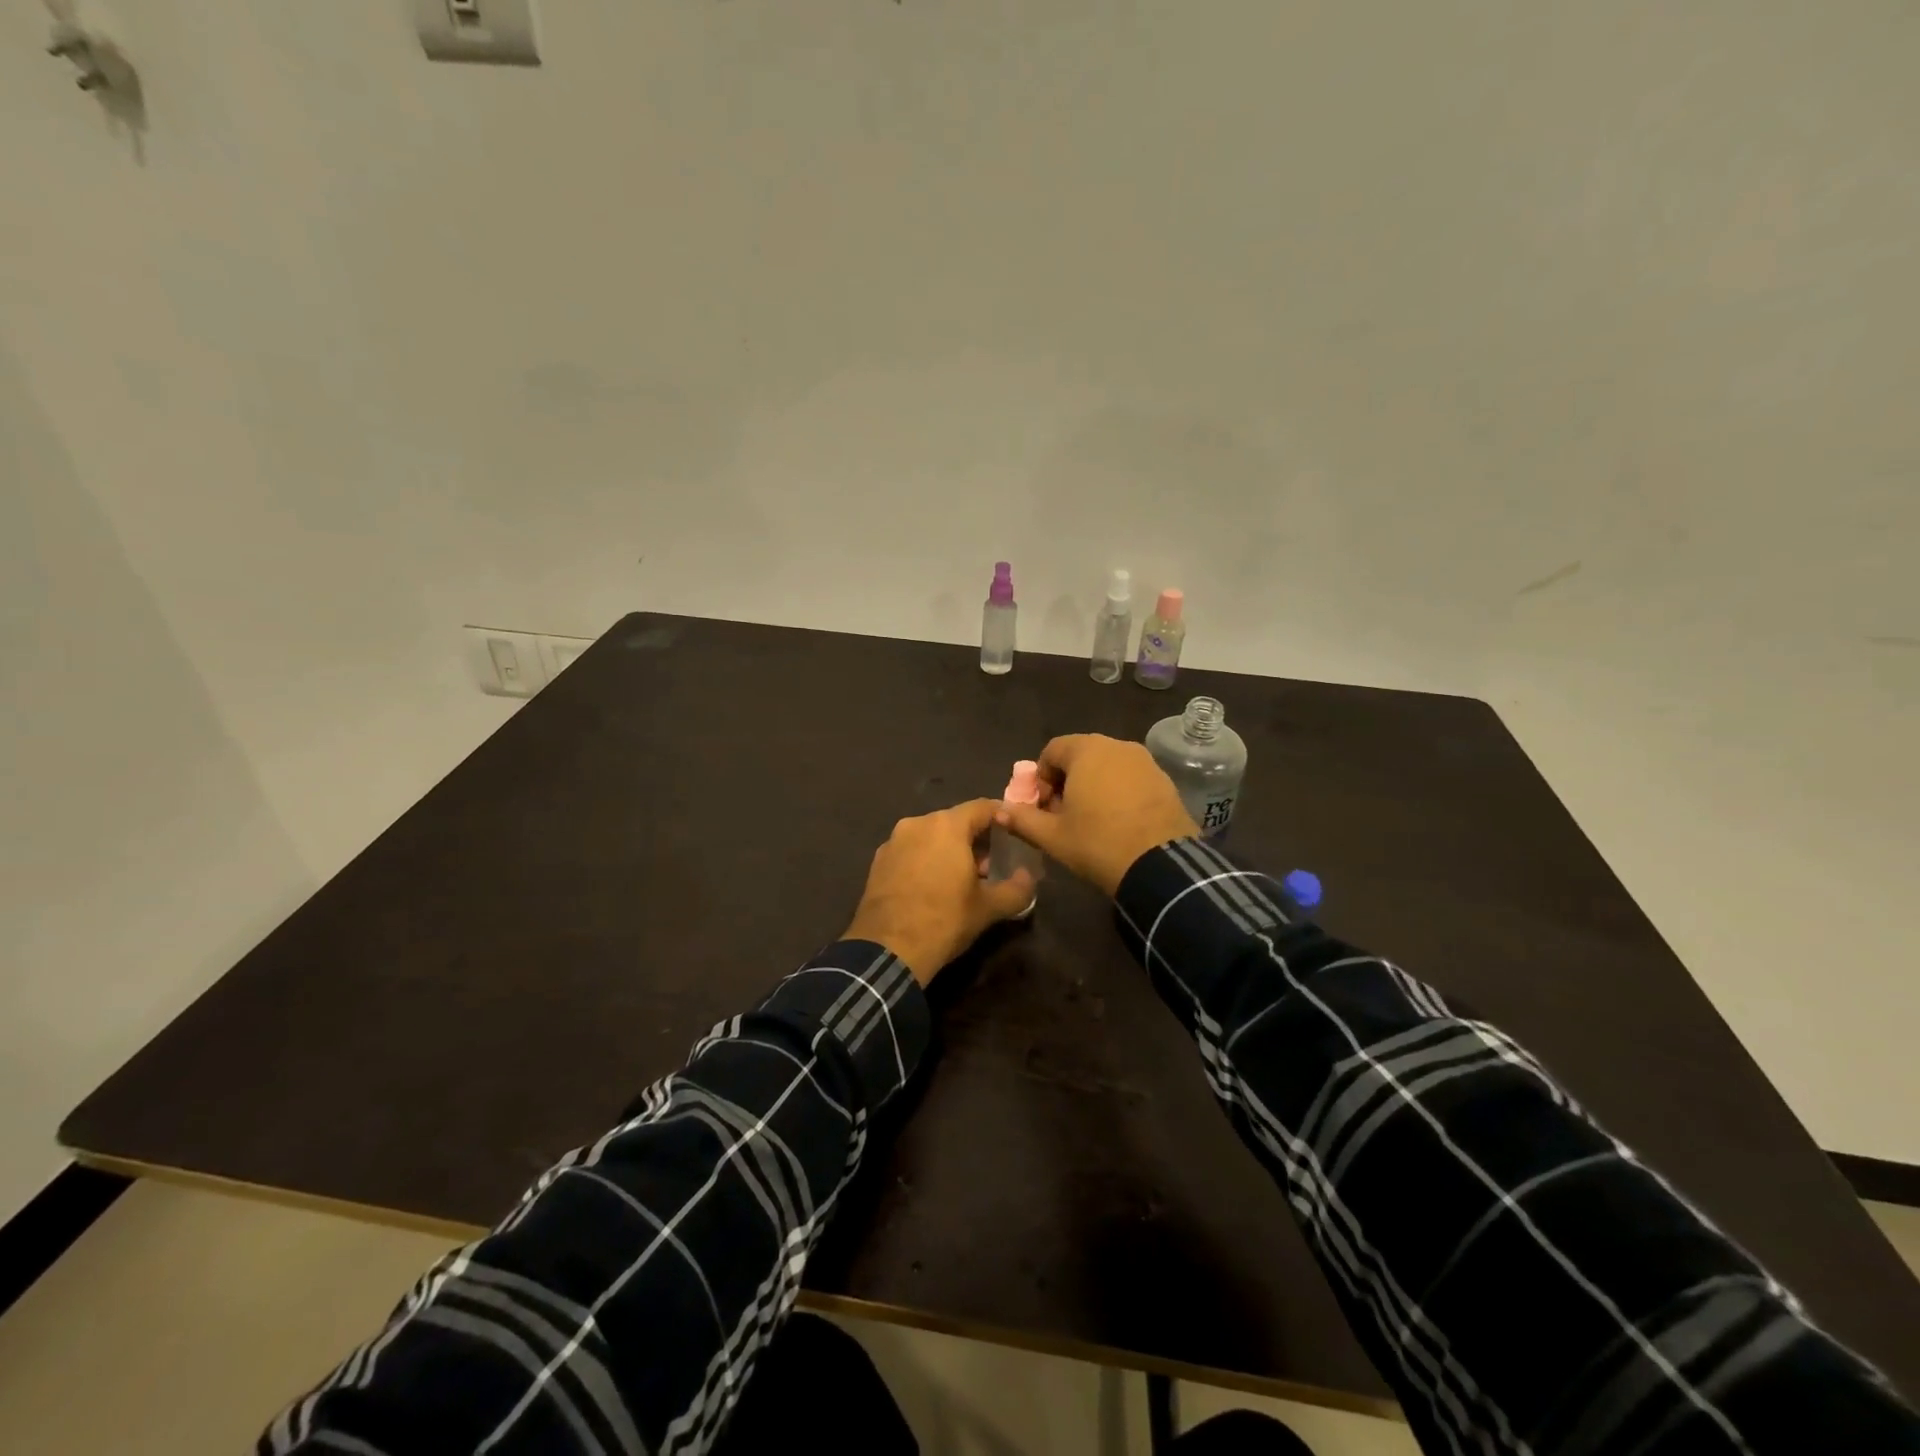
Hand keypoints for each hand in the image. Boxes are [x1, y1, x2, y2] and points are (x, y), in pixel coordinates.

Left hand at [843, 800, 1037, 984]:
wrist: (888, 950)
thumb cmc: (944, 920)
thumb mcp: (988, 908)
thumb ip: (1016, 889)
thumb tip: (1028, 879)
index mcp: (947, 825)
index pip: (983, 807)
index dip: (1002, 818)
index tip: (1014, 834)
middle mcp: (917, 823)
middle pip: (955, 821)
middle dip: (975, 838)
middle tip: (991, 865)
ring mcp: (893, 841)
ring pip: (930, 836)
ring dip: (949, 849)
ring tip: (962, 878)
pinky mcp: (878, 861)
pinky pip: (910, 850)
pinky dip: (925, 859)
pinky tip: (932, 886)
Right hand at [995, 734, 1198, 895]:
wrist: (1161, 865)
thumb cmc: (1098, 843)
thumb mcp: (1052, 836)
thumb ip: (1022, 820)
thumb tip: (999, 812)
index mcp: (1086, 751)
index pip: (1052, 751)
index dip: (1041, 778)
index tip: (1043, 807)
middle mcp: (1117, 746)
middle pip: (1080, 755)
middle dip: (1066, 781)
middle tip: (1063, 814)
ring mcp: (1145, 761)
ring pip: (1107, 766)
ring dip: (1092, 786)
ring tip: (1091, 819)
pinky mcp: (1164, 779)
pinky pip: (1130, 777)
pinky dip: (1118, 791)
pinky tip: (1118, 821)